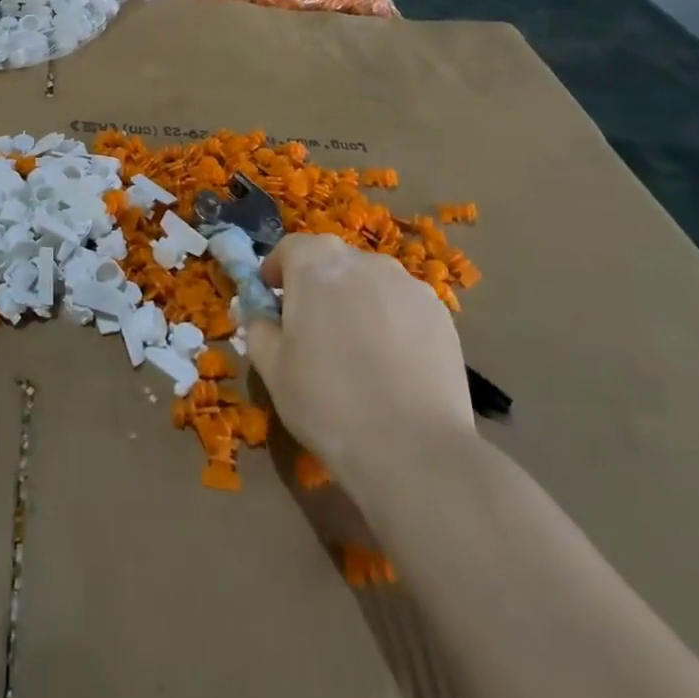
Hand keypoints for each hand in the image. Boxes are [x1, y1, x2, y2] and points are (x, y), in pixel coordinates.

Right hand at [248, 235, 473, 476]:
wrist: (414, 451)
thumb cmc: (327, 403)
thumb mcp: (271, 367)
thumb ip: (258, 326)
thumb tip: (257, 311)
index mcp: (317, 266)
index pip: (291, 247)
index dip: (277, 269)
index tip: (271, 297)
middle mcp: (365, 262)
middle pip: (333, 260)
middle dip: (317, 283)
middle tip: (310, 325)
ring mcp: (409, 286)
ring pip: (370, 281)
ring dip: (355, 299)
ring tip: (355, 346)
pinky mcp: (441, 314)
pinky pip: (402, 304)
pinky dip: (390, 319)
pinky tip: (390, 361)